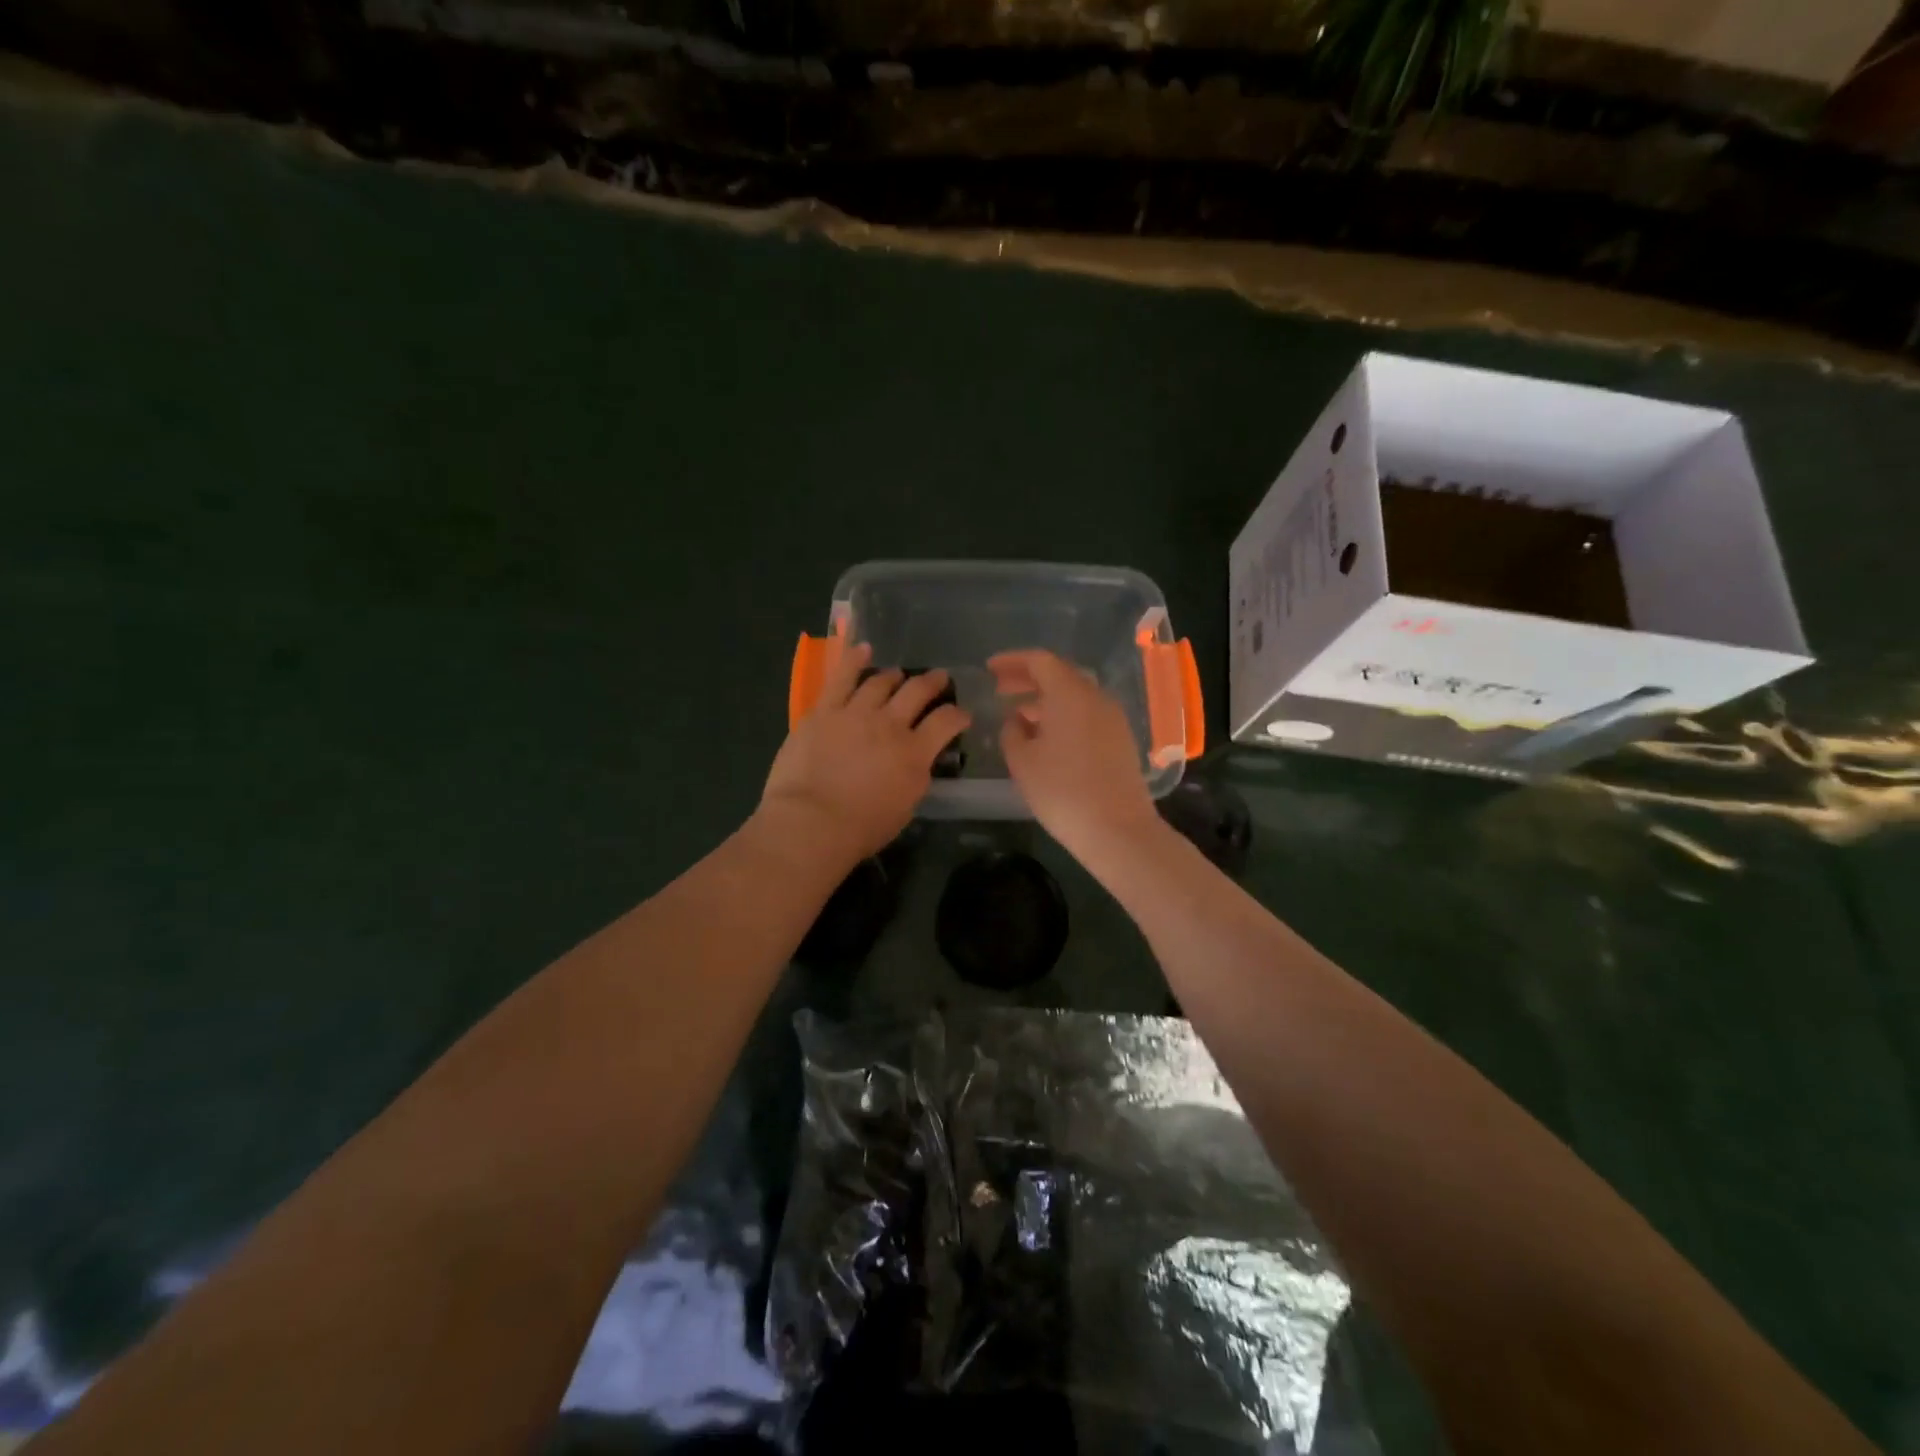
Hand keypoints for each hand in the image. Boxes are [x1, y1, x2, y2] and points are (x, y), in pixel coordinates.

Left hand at [759, 642, 969, 864]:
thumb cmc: (861, 827)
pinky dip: (854, 660)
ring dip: (894, 675)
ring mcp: (855, 713)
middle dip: (933, 682)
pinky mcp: (824, 711)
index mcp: (914, 753)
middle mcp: (890, 724)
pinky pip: (841, 677)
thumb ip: (916, 777)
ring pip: (881, 681)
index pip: (947, 722)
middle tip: (940, 678)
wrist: (811, 822)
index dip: (958, 715)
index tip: (962, 714)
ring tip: (898, 674)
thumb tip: (919, 760)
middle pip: (918, 691)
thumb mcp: (905, 807)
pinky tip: (863, 649)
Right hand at [989, 649, 1160, 859]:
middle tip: (1000, 689)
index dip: (1012, 661)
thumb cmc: (1062, 791)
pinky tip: (1047, 737)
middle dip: (1027, 679)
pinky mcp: (1121, 740)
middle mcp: (1096, 697)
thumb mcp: (1022, 761)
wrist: (1118, 830)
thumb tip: (1017, 720)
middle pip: (1060, 674)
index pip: (1040, 661)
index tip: (989, 669)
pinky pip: (1087, 714)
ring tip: (1019, 716)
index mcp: (1070, 694)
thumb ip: (1012, 732)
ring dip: (1045, 699)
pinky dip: (1064, 715)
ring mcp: (1113, 718)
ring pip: (1075, 696)